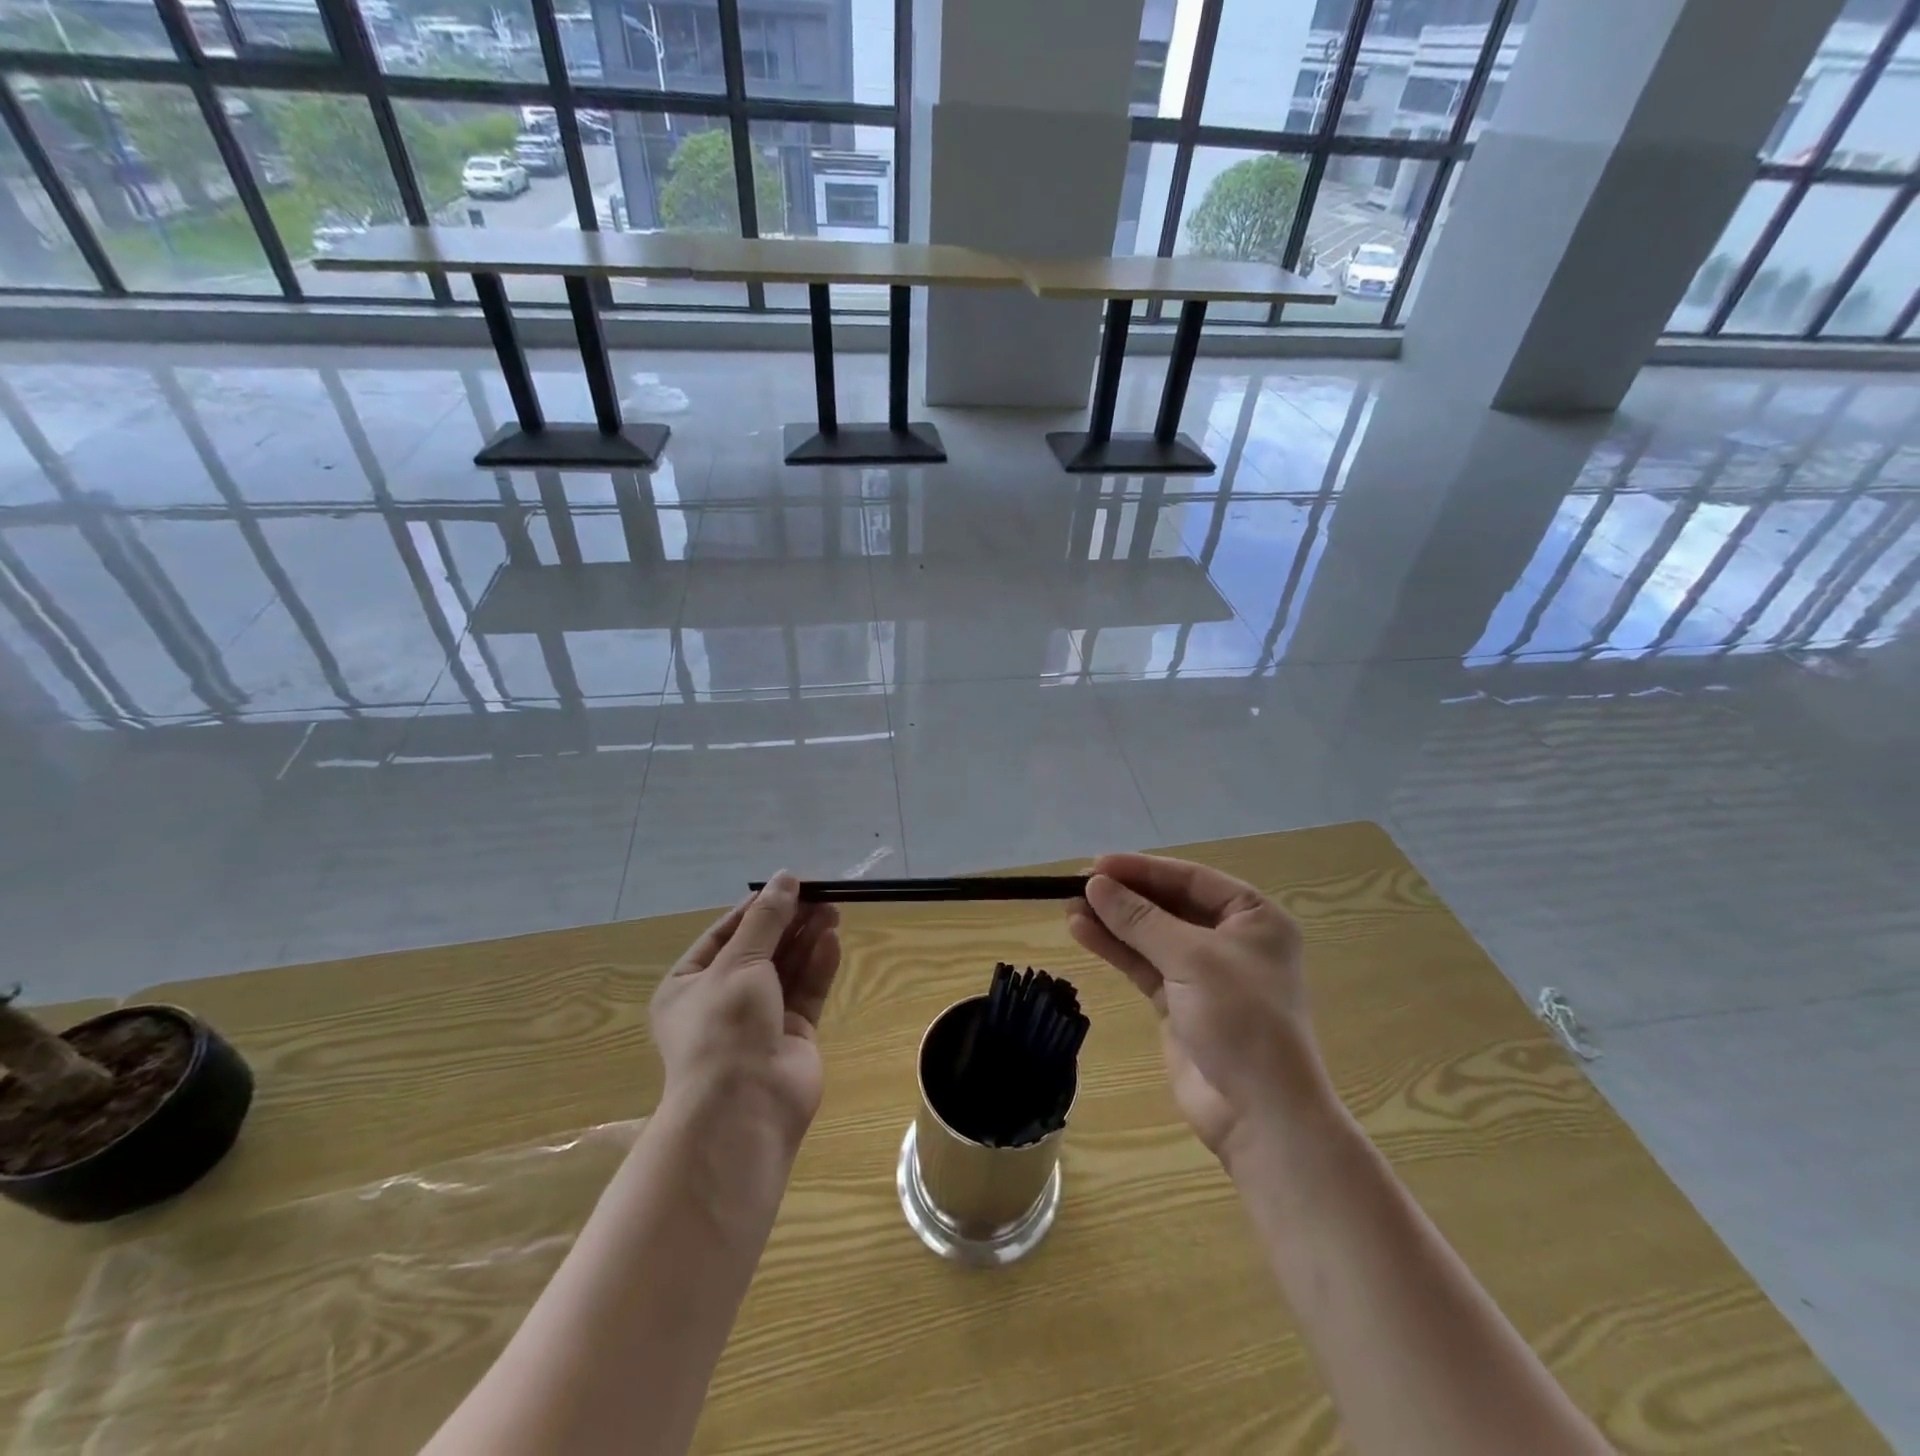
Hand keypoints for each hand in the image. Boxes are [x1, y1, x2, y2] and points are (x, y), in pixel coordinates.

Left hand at [651, 872, 841, 1141]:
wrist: (744, 1108)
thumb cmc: (724, 1026)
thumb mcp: (739, 962)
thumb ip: (767, 918)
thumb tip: (785, 877)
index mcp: (689, 984)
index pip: (726, 933)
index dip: (758, 907)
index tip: (789, 884)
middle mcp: (722, 1000)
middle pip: (761, 949)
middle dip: (789, 922)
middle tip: (820, 895)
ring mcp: (759, 1019)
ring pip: (787, 969)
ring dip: (807, 939)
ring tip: (833, 910)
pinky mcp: (792, 1035)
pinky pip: (806, 992)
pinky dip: (818, 966)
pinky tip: (833, 941)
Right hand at [1067, 853, 1332, 1162]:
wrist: (1261, 1115)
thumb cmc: (1241, 1020)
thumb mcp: (1191, 958)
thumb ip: (1140, 919)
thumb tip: (1094, 883)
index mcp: (1253, 917)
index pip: (1190, 878)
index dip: (1142, 869)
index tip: (1097, 865)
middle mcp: (1231, 939)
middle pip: (1168, 905)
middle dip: (1124, 895)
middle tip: (1077, 884)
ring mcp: (1204, 973)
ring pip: (1150, 935)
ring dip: (1112, 921)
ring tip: (1069, 906)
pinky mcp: (1180, 1003)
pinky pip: (1143, 964)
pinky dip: (1115, 949)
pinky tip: (1082, 932)